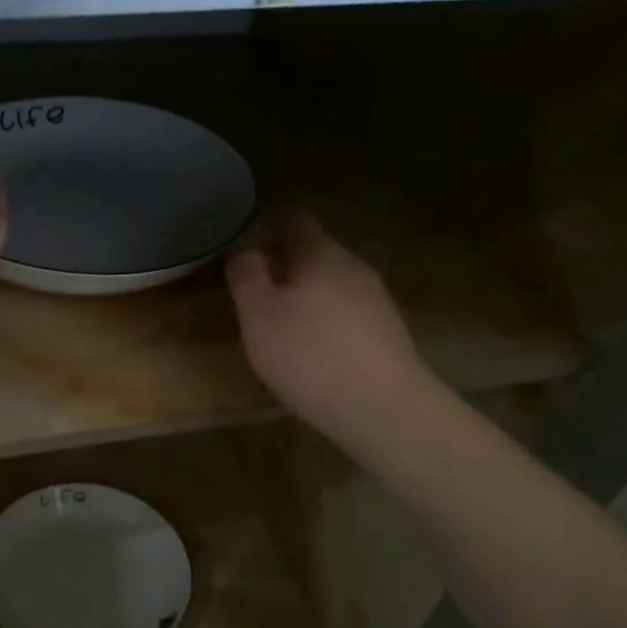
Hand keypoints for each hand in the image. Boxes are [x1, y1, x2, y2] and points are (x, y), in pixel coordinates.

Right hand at [225, 212, 429, 440]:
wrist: (382, 409)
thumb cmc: (308, 354)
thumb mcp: (258, 313)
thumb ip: (246, 273)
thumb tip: (243, 248)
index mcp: (321, 252)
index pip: (292, 218)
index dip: (263, 225)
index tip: (239, 244)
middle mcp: (353, 266)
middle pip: (313, 251)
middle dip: (282, 263)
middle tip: (251, 288)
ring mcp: (376, 299)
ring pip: (330, 283)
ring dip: (303, 294)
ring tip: (277, 322)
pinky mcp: (387, 332)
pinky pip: (346, 312)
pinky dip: (323, 319)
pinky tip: (311, 349)